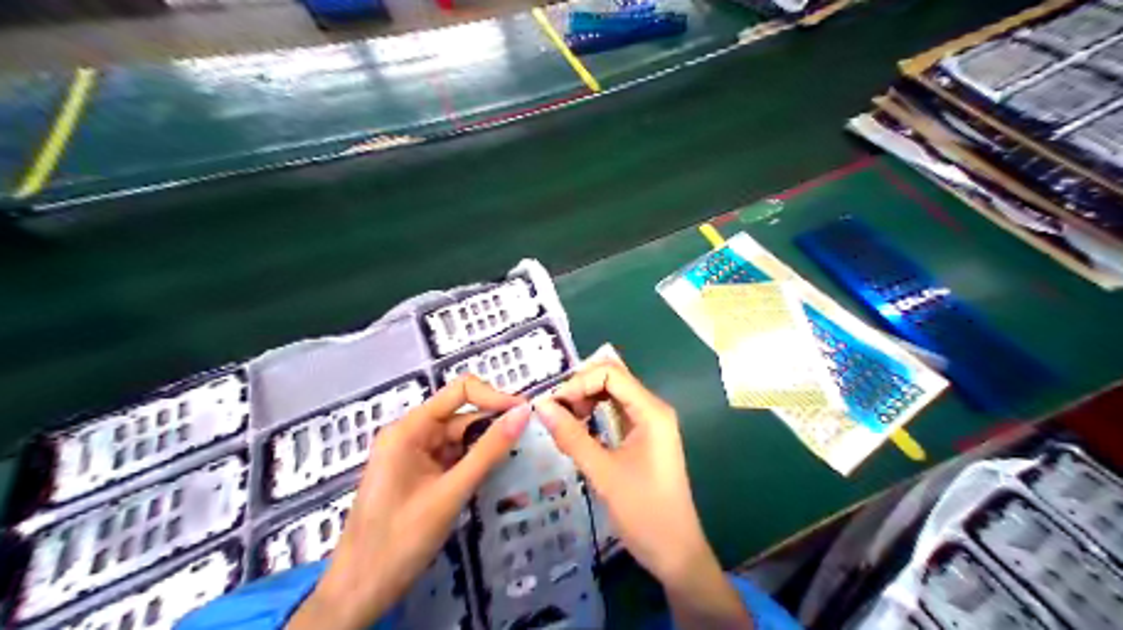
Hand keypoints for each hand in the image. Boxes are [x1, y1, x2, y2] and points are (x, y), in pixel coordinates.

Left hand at [289, 377, 533, 627]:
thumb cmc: (400, 540)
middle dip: (494, 425)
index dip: (494, 397)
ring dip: (486, 447)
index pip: (459, 392)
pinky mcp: (419, 475)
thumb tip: (523, 413)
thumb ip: (488, 451)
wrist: (358, 591)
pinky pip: (453, 458)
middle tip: (530, 441)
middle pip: (462, 416)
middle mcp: (411, 434)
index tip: (525, 414)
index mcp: (409, 429)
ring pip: (460, 439)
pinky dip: (474, 463)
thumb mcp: (451, 493)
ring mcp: (414, 455)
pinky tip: (495, 474)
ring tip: (519, 458)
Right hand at [531, 362, 746, 629]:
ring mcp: (650, 423)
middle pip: (612, 379)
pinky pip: (616, 413)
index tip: (552, 405)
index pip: (610, 374)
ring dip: (586, 400)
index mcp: (651, 411)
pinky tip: (578, 428)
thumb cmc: (644, 512)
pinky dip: (594, 414)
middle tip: (554, 411)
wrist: (676, 552)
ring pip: (613, 394)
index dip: (578, 382)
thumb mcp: (603, 473)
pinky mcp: (645, 437)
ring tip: (563, 420)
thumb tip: (541, 405)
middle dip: (580, 388)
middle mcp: (653, 409)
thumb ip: (571, 436)